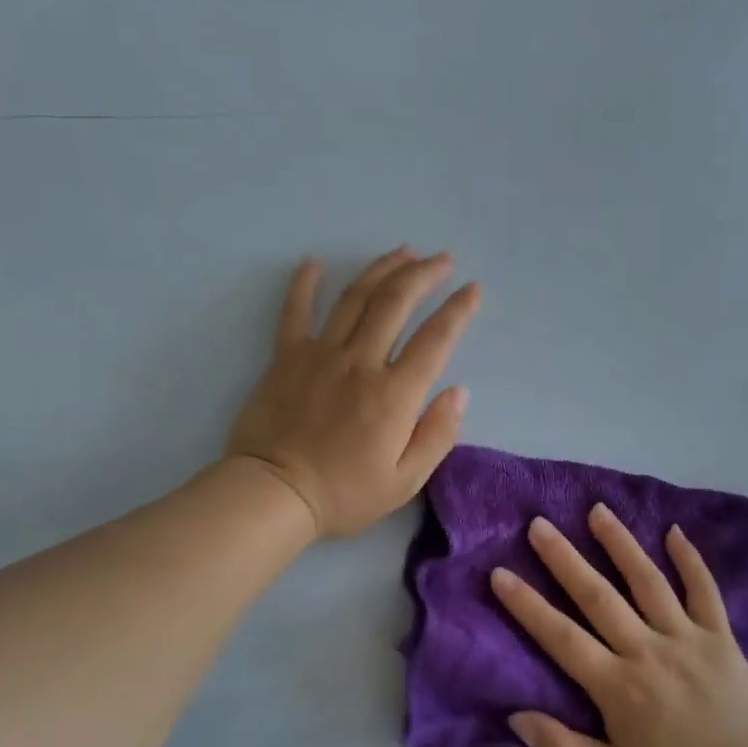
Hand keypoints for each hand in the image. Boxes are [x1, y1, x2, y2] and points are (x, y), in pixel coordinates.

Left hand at [226, 247, 480, 536]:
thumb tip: (459, 392)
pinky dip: (304, 284)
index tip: (473, 288)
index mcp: (394, 393)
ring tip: (402, 251)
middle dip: (423, 274)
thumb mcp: (404, 481)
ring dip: (382, 269)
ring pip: (355, 297)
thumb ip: (437, 435)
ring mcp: (320, 354)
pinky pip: (295, 311)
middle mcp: (361, 361)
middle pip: (396, 302)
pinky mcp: (286, 357)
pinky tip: (314, 263)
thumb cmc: (343, 494)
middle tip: (441, 259)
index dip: (458, 310)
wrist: (273, 494)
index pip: (435, 339)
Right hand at [492, 507, 747, 746]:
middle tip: (539, 525)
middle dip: (565, 558)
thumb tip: (516, 716)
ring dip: (620, 544)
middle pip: (599, 596)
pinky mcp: (721, 637)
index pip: (562, 637)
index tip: (500, 573)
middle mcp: (649, 652)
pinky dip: (690, 560)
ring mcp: (688, 639)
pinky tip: (674, 530)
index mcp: (619, 687)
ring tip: (597, 510)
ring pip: (648, 582)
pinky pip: (704, 590)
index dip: (528, 605)